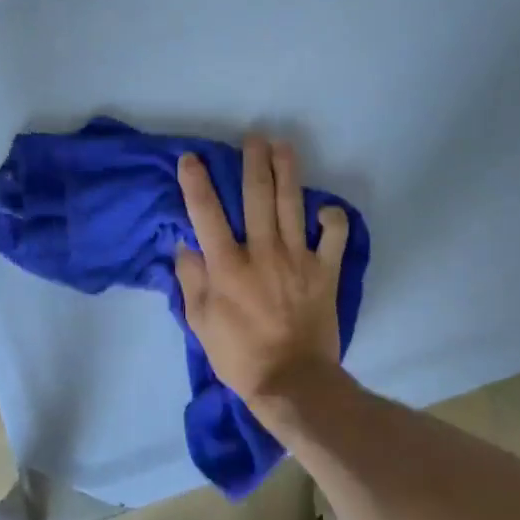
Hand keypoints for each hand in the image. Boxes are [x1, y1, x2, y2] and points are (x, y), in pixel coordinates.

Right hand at [174, 137, 349, 403]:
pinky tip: (326, 209)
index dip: (196, 182)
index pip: (206, 213)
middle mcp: (262, 252)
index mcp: (227, 265)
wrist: (292, 383)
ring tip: (283, 147)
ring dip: (288, 172)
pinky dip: (333, 219)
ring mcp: (298, 259)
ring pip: (293, 205)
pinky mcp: (325, 272)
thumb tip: (186, 245)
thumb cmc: (238, 356)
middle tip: (253, 137)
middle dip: (253, 162)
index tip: (191, 158)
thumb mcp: (200, 322)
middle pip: (256, 196)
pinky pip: (334, 237)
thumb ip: (192, 279)